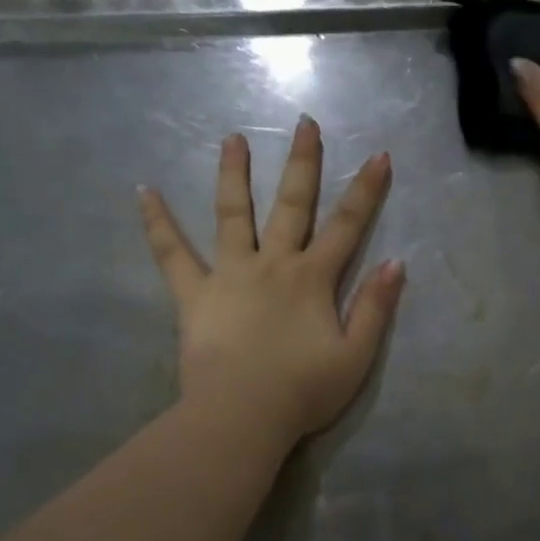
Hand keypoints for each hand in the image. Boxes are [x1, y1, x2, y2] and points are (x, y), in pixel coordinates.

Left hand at [139, 118, 403, 443]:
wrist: (241, 416)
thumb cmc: (303, 391)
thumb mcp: (356, 356)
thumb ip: (375, 308)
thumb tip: (396, 263)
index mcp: (313, 279)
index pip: (347, 226)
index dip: (366, 190)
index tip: (378, 155)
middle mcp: (273, 264)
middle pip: (292, 205)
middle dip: (303, 162)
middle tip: (304, 123)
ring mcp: (230, 274)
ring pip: (233, 214)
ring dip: (234, 174)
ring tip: (232, 138)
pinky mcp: (194, 294)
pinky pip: (172, 254)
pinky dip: (157, 223)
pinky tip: (143, 192)